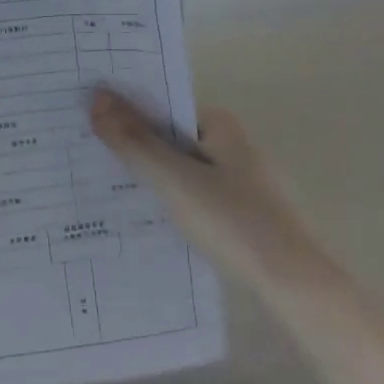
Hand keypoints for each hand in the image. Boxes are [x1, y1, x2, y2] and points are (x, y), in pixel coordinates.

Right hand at [88, 89, 339, 304]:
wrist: (296, 286)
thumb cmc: (234, 221)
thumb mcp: (174, 179)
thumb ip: (134, 141)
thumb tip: (96, 96)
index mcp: (222, 126)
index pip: (163, 105)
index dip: (126, 110)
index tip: (88, 119)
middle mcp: (234, 146)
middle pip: (171, 137)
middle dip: (133, 143)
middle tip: (87, 154)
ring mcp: (242, 182)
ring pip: (182, 169)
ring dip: (150, 174)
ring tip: (105, 186)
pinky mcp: (244, 214)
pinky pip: (195, 196)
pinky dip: (170, 199)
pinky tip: (146, 217)